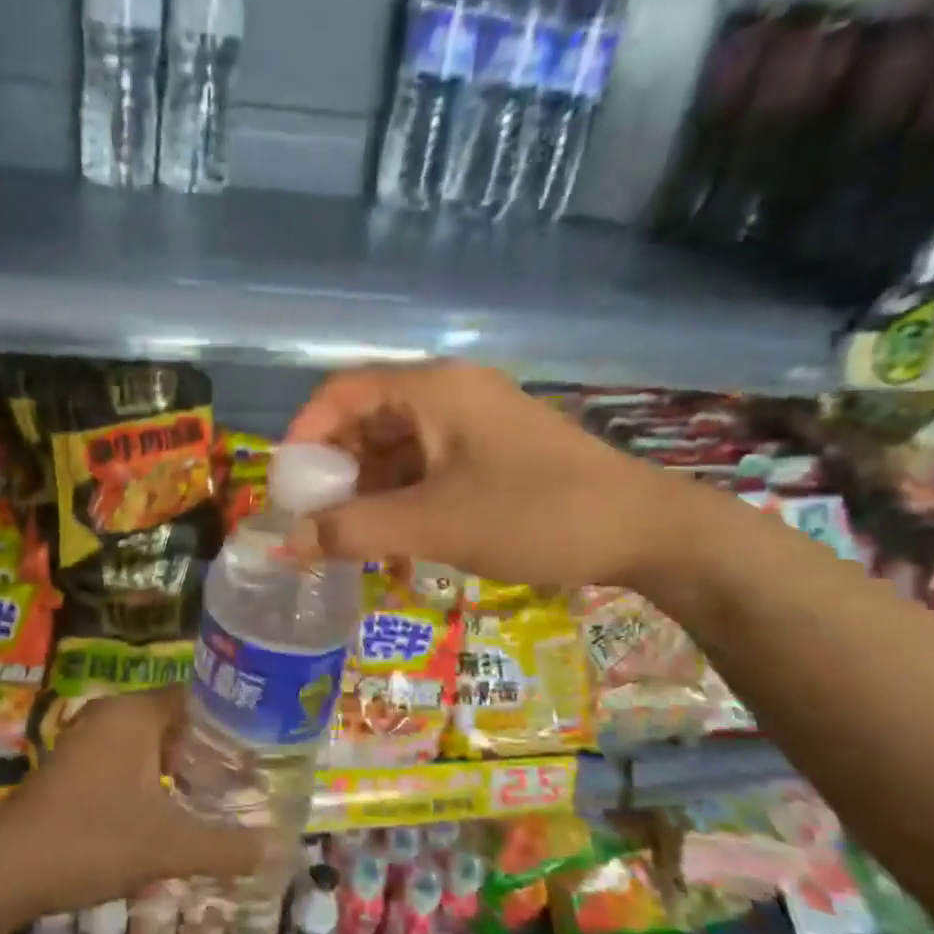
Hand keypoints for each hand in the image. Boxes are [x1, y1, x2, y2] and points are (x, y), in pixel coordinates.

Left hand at [0, 687, 269, 921]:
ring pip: (149, 741)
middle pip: (175, 719)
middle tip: (247, 775)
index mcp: (135, 713)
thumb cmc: (89, 840)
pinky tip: (168, 808)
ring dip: (179, 765)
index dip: (232, 722)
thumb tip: (279, 849)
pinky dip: (150, 775)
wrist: (1, 871)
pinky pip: (125, 756)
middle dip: (209, 748)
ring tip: (216, 794)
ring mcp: (86, 737)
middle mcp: (110, 713)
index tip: (262, 747)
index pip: (198, 698)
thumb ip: (225, 847)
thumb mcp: (166, 847)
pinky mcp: (72, 763)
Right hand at [285, 361, 698, 591]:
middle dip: (335, 471)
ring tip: (351, 540)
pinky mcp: (493, 450)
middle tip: (315, 520)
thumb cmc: (533, 514)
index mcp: (432, 389)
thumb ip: (353, 530)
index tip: (287, 486)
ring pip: (398, 448)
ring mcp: (475, 421)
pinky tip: (397, 543)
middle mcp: (450, 393)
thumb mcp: (433, 524)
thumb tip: (287, 544)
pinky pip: (429, 466)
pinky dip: (404, 498)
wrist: (646, 531)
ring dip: (369, 491)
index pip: (342, 392)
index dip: (304, 434)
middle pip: (367, 419)